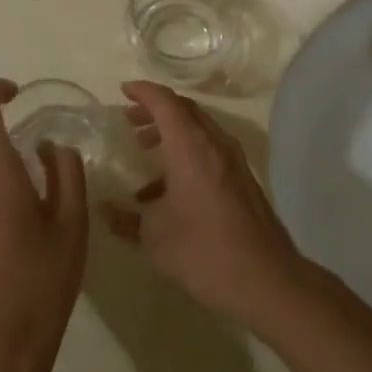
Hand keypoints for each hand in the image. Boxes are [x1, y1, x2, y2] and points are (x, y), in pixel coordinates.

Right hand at [104, 81, 308, 328]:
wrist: (266, 279)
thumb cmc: (203, 251)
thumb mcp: (154, 237)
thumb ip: (125, 219)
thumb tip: (105, 210)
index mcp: (191, 147)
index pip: (165, 102)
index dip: (143, 92)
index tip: (123, 91)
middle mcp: (215, 145)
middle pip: (185, 111)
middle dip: (156, 111)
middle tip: (130, 120)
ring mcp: (234, 163)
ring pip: (199, 131)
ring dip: (171, 133)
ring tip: (144, 149)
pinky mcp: (243, 182)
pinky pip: (210, 152)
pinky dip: (186, 155)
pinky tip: (167, 190)